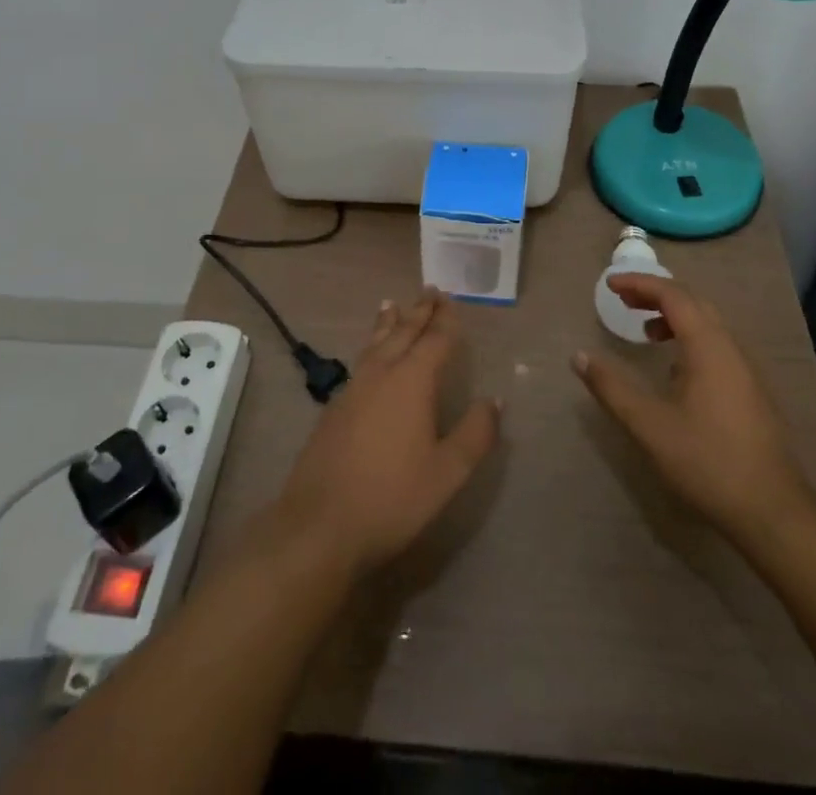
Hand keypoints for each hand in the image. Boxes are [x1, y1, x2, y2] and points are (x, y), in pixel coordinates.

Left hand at [274, 289, 499, 574]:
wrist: (320, 524)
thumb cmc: (393, 497)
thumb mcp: (447, 472)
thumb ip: (475, 434)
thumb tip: (494, 400)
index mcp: (412, 381)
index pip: (434, 340)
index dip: (445, 321)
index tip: (451, 300)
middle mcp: (381, 374)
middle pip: (403, 332)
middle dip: (418, 311)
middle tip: (429, 291)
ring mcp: (353, 388)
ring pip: (376, 342)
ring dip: (389, 322)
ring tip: (392, 304)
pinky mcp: (334, 407)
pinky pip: (360, 360)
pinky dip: (371, 344)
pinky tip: (370, 354)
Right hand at [574, 274, 815, 547]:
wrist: (773, 511)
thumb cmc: (708, 461)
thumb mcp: (649, 425)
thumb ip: (611, 388)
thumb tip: (579, 356)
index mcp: (708, 347)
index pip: (673, 295)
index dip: (640, 283)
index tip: (610, 285)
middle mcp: (730, 348)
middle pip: (692, 302)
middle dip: (656, 295)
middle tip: (623, 301)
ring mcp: (745, 370)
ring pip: (707, 325)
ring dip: (673, 318)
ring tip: (645, 333)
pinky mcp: (750, 391)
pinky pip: (716, 345)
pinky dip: (688, 339)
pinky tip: (674, 371)